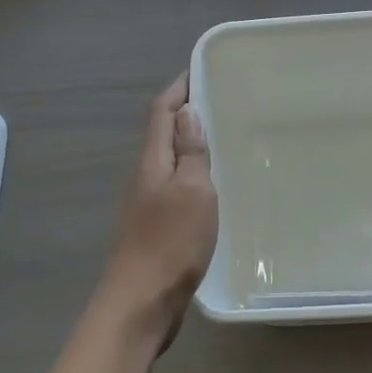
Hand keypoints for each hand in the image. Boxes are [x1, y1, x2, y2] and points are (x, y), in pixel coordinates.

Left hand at [94, 73, 218, 348]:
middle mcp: (148, 177)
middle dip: (189, 112)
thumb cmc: (170, 243)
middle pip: (165, 133)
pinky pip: (180, 187)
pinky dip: (198, 174)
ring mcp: (152, 203)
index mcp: (153, 162)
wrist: (142, 303)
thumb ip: (190, 152)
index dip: (179, 88)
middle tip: (225, 100)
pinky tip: (219, 185)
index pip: (162, 112)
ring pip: (173, 161)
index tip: (202, 69)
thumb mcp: (191, 191)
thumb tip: (188, 112)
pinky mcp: (161, 227)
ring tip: (228, 136)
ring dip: (194, 144)